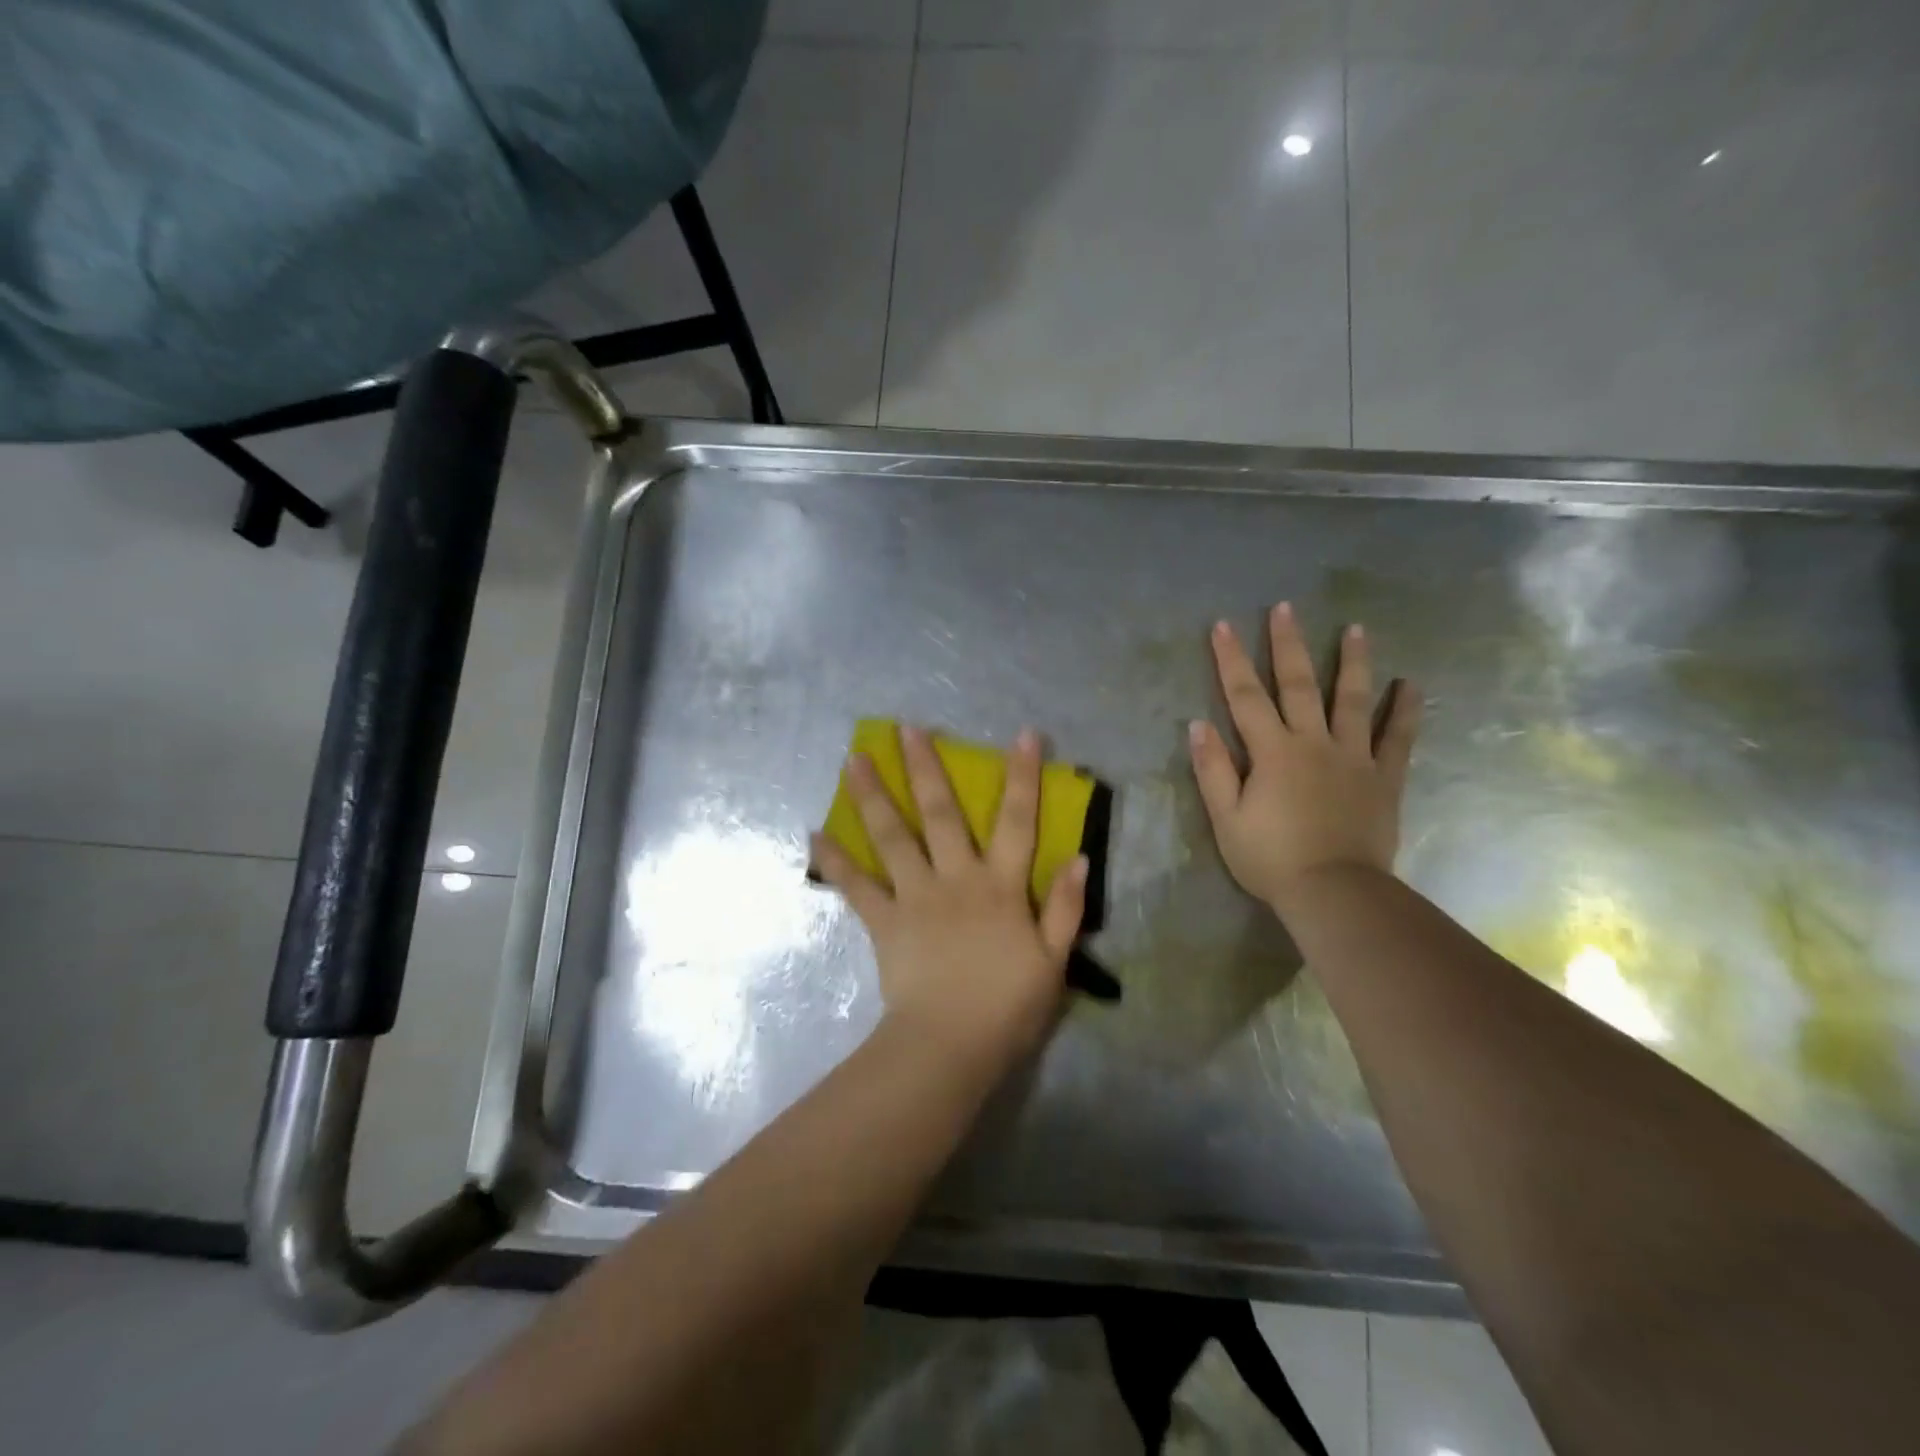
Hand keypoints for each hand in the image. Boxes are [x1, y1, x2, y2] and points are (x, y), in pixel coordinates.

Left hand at [811, 725, 1088, 1062]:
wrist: (951, 1045)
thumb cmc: (1008, 1006)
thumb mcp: (1054, 961)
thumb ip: (1065, 907)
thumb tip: (1079, 857)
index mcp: (1000, 886)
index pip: (1018, 822)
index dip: (1022, 777)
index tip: (1022, 735)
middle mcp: (956, 878)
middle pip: (941, 814)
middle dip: (927, 768)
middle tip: (907, 728)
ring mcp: (916, 896)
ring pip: (893, 836)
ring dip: (874, 796)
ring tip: (855, 759)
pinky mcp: (885, 921)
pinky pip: (856, 886)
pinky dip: (836, 860)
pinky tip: (815, 834)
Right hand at [1189, 603, 1420, 909]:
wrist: (1334, 892)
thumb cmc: (1271, 858)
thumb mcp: (1226, 819)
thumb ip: (1213, 770)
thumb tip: (1198, 724)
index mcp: (1272, 751)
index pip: (1244, 696)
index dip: (1230, 659)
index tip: (1223, 625)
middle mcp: (1313, 742)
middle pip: (1298, 684)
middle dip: (1287, 644)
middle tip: (1285, 608)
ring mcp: (1353, 757)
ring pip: (1352, 700)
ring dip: (1352, 662)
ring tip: (1356, 628)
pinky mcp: (1383, 778)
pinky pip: (1398, 738)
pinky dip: (1404, 710)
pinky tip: (1410, 685)